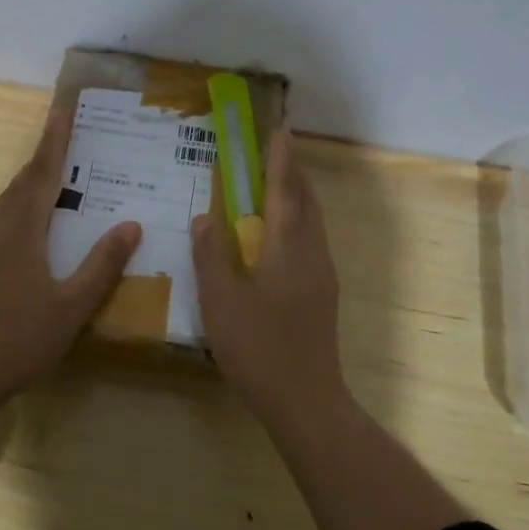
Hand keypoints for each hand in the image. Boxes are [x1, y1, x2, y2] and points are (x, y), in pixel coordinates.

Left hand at [0, 108, 141, 412]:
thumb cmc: (17, 340)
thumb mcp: (72, 306)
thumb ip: (102, 265)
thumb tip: (131, 225)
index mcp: (19, 231)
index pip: (42, 174)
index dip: (55, 142)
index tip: (62, 110)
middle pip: (21, 184)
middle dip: (44, 159)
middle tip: (66, 139)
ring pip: (7, 205)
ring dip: (30, 186)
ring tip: (54, 180)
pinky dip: (20, 211)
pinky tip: (30, 231)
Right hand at [191, 126, 345, 426]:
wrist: (306, 400)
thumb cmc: (260, 348)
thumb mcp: (221, 300)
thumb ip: (212, 254)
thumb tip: (206, 216)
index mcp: (288, 247)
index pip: (284, 190)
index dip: (280, 158)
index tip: (278, 129)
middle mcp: (311, 253)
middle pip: (306, 201)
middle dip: (292, 172)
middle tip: (275, 151)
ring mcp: (322, 275)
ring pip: (312, 222)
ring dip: (297, 196)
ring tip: (275, 185)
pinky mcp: (322, 294)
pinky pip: (311, 241)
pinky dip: (297, 221)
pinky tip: (278, 237)